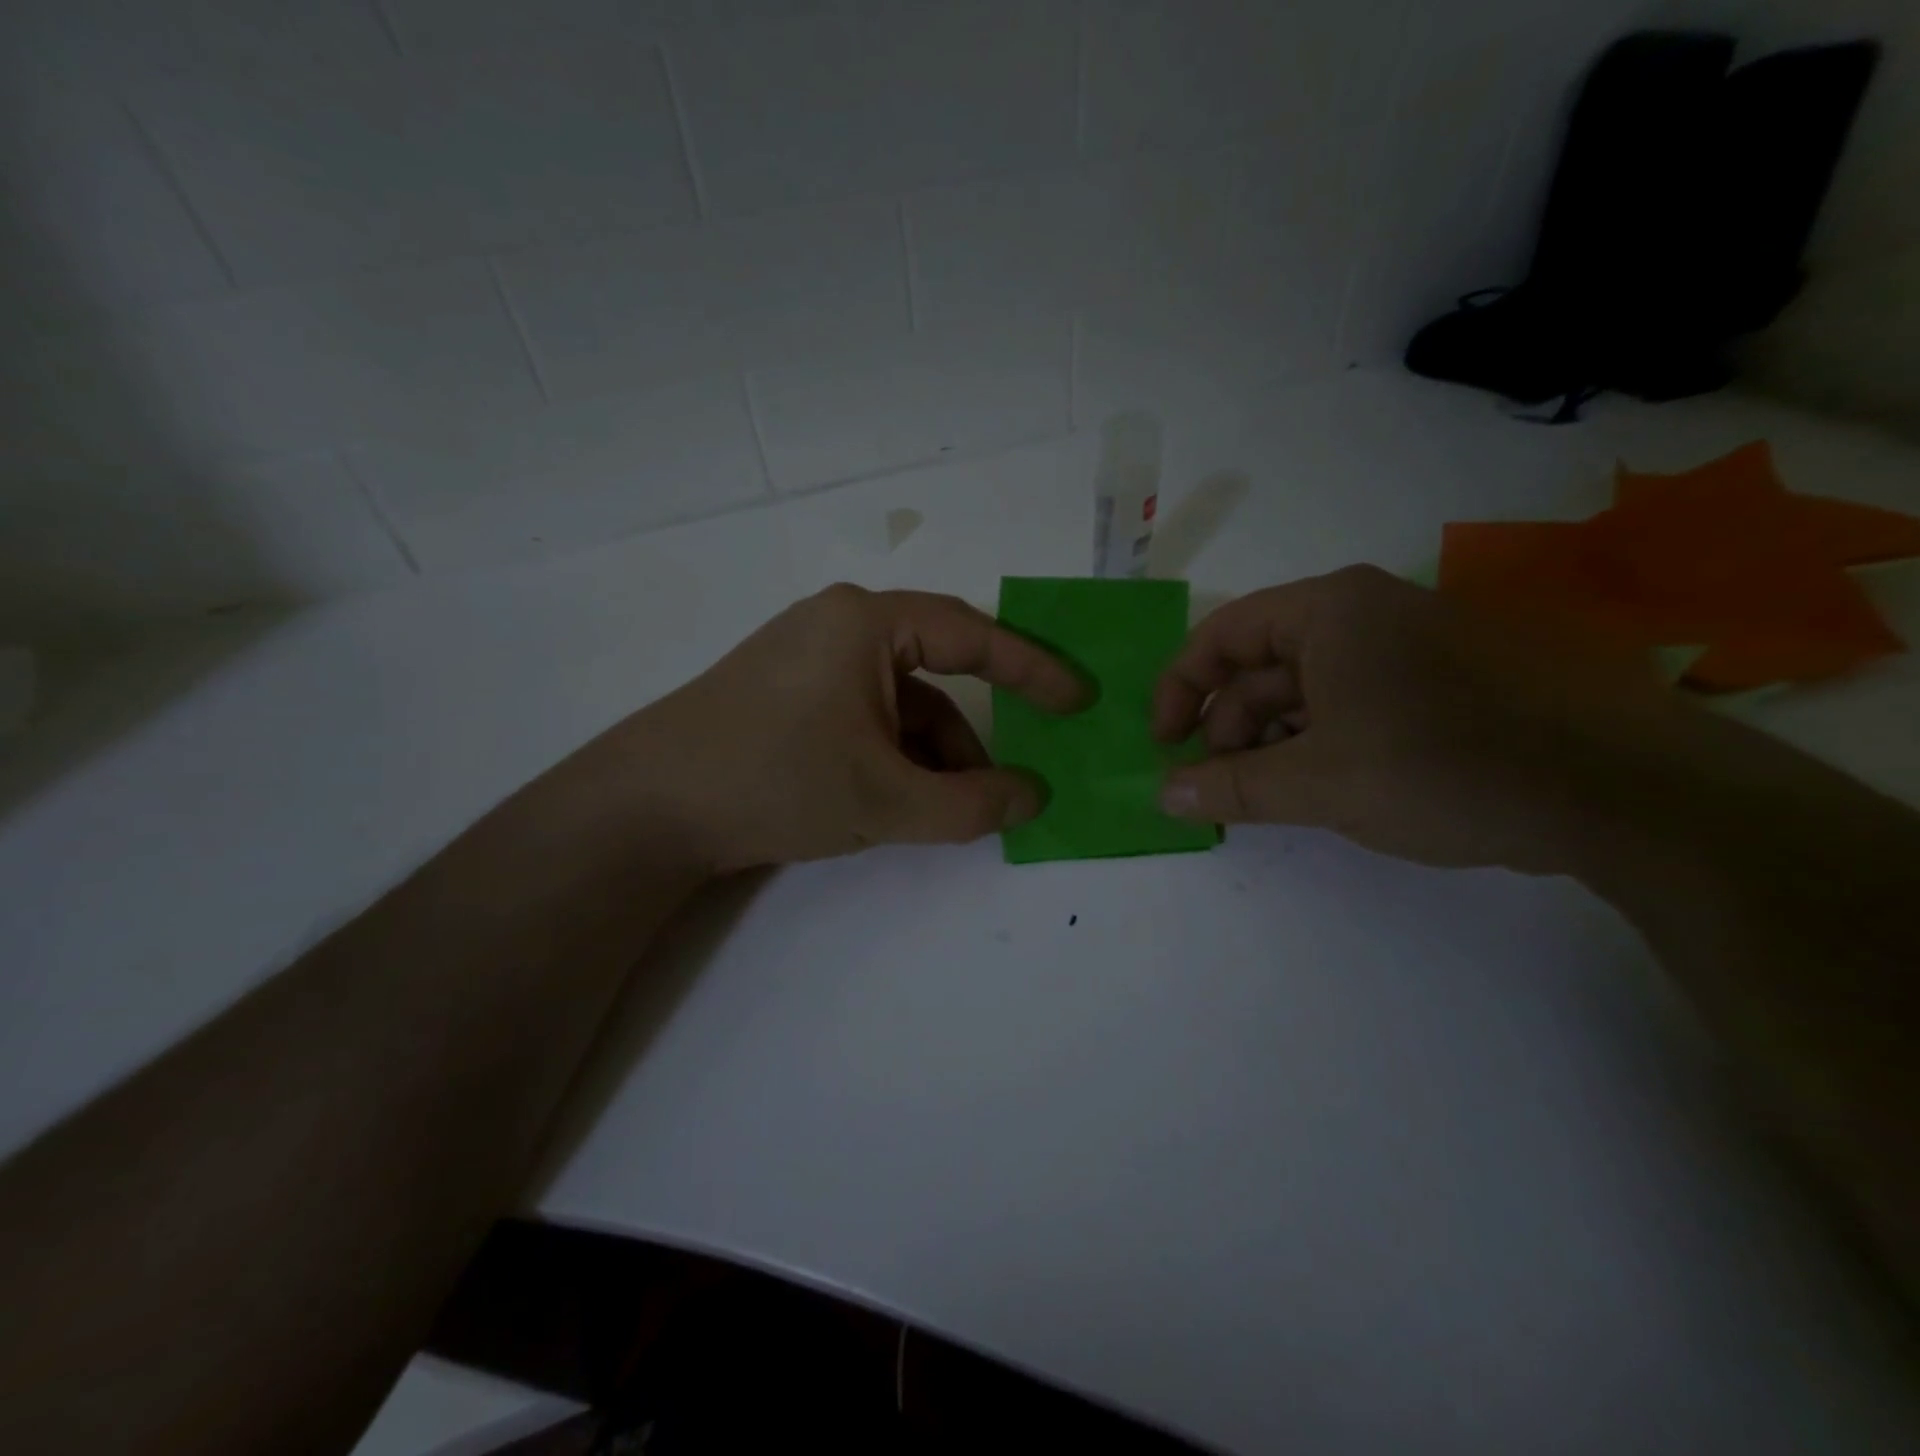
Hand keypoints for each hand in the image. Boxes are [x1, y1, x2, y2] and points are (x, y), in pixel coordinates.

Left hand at [578, 584, 1085, 872]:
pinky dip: (894, 753)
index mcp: (866, 622)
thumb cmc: (776, 782)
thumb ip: (972, 805)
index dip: (1034, 670)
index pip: (974, 636)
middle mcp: (840, 624)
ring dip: (932, 754)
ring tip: (948, 811)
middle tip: (1010, 777)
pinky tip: (900, 800)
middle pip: (937, 671)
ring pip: (900, 701)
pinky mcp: (789, 692)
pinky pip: (866, 713)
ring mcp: (809, 657)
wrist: (648, 808)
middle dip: (972, 733)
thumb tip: (1034, 797)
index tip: (1079, 700)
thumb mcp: (886, 801)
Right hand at [1153, 565, 1696, 871]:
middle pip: (1264, 664)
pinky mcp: (1449, 678)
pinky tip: (1329, 786)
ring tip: (1271, 796)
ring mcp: (1414, 642)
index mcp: (1331, 610)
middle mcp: (1369, 611)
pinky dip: (1325, 740)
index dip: (1179, 691)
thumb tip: (1162, 796)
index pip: (1221, 635)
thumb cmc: (1446, 768)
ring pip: (1312, 688)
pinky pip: (1358, 700)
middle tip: (1220, 789)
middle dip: (1230, 727)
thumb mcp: (1319, 784)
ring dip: (1275, 740)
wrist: (1625, 791)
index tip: (1165, 746)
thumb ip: (1230, 789)